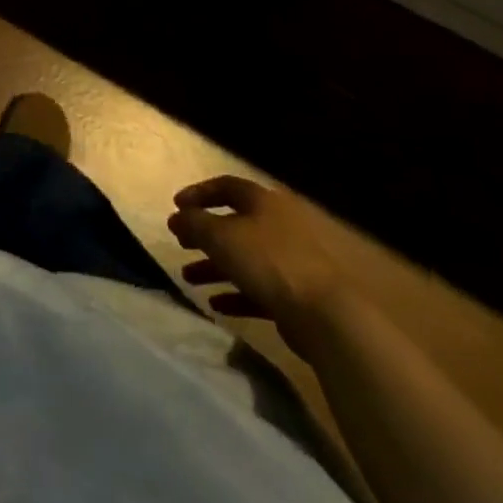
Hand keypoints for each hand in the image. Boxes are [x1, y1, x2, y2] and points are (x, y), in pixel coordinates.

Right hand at [168, 176, 347, 353]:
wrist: (327, 315)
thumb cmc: (268, 261)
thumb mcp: (220, 236)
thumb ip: (193, 223)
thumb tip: (177, 217)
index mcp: (264, 202)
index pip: (226, 186)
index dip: (198, 193)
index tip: (175, 207)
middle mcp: (280, 225)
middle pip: (234, 224)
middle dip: (204, 234)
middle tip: (180, 243)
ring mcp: (292, 261)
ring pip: (245, 259)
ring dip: (214, 267)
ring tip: (189, 278)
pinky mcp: (297, 295)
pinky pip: (259, 289)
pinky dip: (236, 293)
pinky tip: (216, 305)